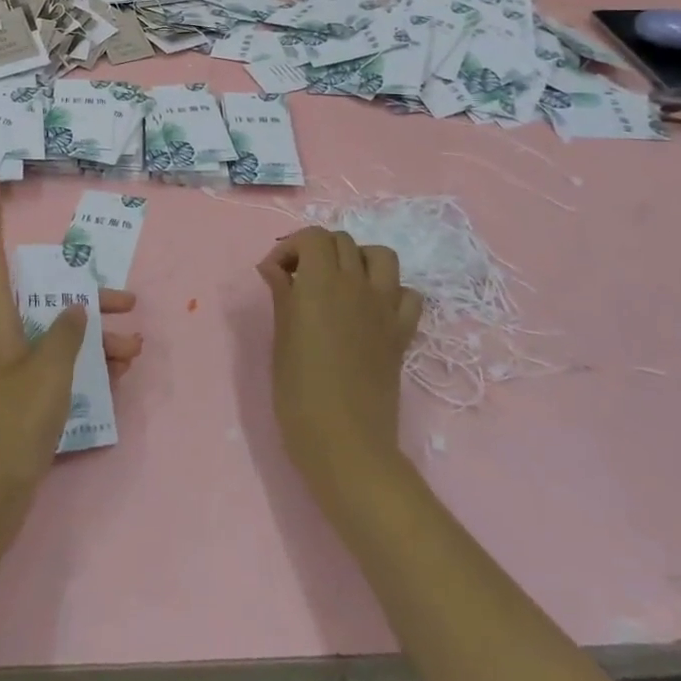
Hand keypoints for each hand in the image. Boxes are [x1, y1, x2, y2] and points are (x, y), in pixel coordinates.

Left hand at [0, 182, 141, 585]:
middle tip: (128, 299)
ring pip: (57, 336)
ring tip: (135, 349)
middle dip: (85, 296)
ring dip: (95, 338)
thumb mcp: (47, 375)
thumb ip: (66, 334)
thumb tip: (74, 307)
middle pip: (43, 299)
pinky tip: (118, 375)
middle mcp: (1, 338)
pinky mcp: (21, 400)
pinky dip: (86, 366)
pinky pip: (58, 368)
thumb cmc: (11, 427)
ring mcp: (10, 370)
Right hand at [257, 227, 421, 518]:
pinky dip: (391, 292)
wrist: (345, 443)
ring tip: (339, 283)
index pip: (312, 237)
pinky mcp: (402, 333)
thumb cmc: (299, 391)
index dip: (290, 247)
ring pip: (380, 256)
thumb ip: (282, 294)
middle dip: (318, 250)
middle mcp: (356, 284)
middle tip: (299, 279)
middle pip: (342, 241)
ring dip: (358, 259)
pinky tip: (372, 309)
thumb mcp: (281, 337)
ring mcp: (384, 307)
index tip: (274, 274)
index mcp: (321, 281)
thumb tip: (273, 267)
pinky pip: (407, 295)